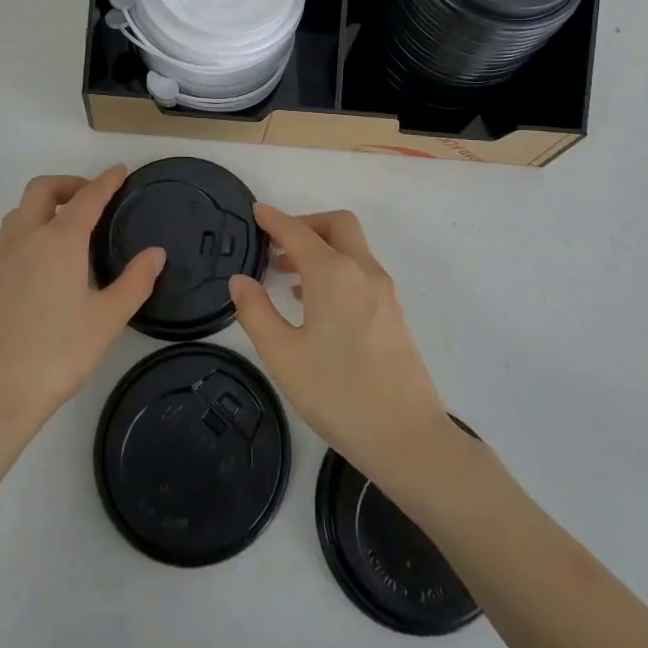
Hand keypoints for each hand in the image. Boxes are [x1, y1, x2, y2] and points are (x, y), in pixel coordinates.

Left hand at [0, 168, 163, 448]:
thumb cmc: (57, 354)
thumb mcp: (107, 320)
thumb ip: (135, 282)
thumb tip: (156, 253)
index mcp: (58, 242)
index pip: (86, 198)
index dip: (106, 181)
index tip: (121, 171)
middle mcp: (26, 240)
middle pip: (42, 190)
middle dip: (69, 183)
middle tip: (93, 197)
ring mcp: (1, 260)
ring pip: (19, 212)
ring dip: (44, 205)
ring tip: (68, 225)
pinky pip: (10, 237)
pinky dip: (30, 229)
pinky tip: (45, 261)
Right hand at [228, 206, 451, 484]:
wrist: (407, 436)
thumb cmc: (338, 394)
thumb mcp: (283, 356)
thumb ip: (256, 313)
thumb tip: (240, 280)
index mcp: (333, 274)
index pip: (298, 232)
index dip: (274, 220)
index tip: (255, 212)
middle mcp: (362, 271)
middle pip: (336, 225)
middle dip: (305, 224)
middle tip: (276, 243)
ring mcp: (383, 290)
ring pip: (352, 247)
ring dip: (321, 247)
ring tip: (287, 274)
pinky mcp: (393, 311)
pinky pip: (361, 270)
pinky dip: (336, 267)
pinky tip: (315, 301)